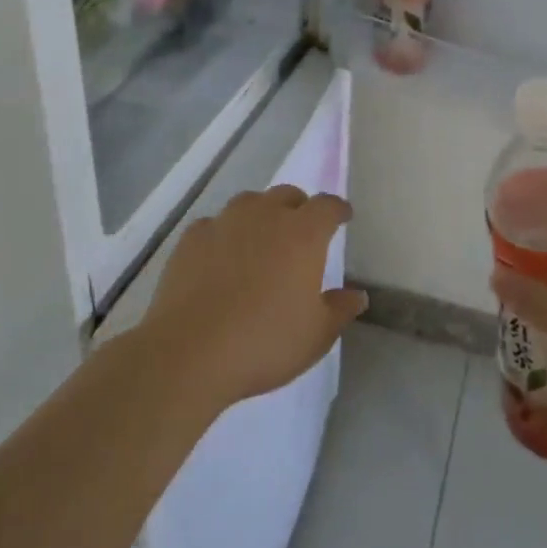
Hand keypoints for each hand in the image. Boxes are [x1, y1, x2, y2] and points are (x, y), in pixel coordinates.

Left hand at [142, 186, 366, 409]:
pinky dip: (224, 235)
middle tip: (301, 233)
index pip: (327, 206)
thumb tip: (357, 295)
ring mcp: (226, 221)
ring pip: (250, 203)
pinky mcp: (193, 237)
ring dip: (261, 215)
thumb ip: (340, 310)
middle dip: (299, 208)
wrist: (189, 352)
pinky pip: (215, 224)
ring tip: (260, 241)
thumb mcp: (315, 335)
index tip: (342, 216)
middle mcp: (266, 215)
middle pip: (288, 195)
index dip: (337, 209)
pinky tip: (220, 258)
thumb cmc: (264, 342)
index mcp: (303, 233)